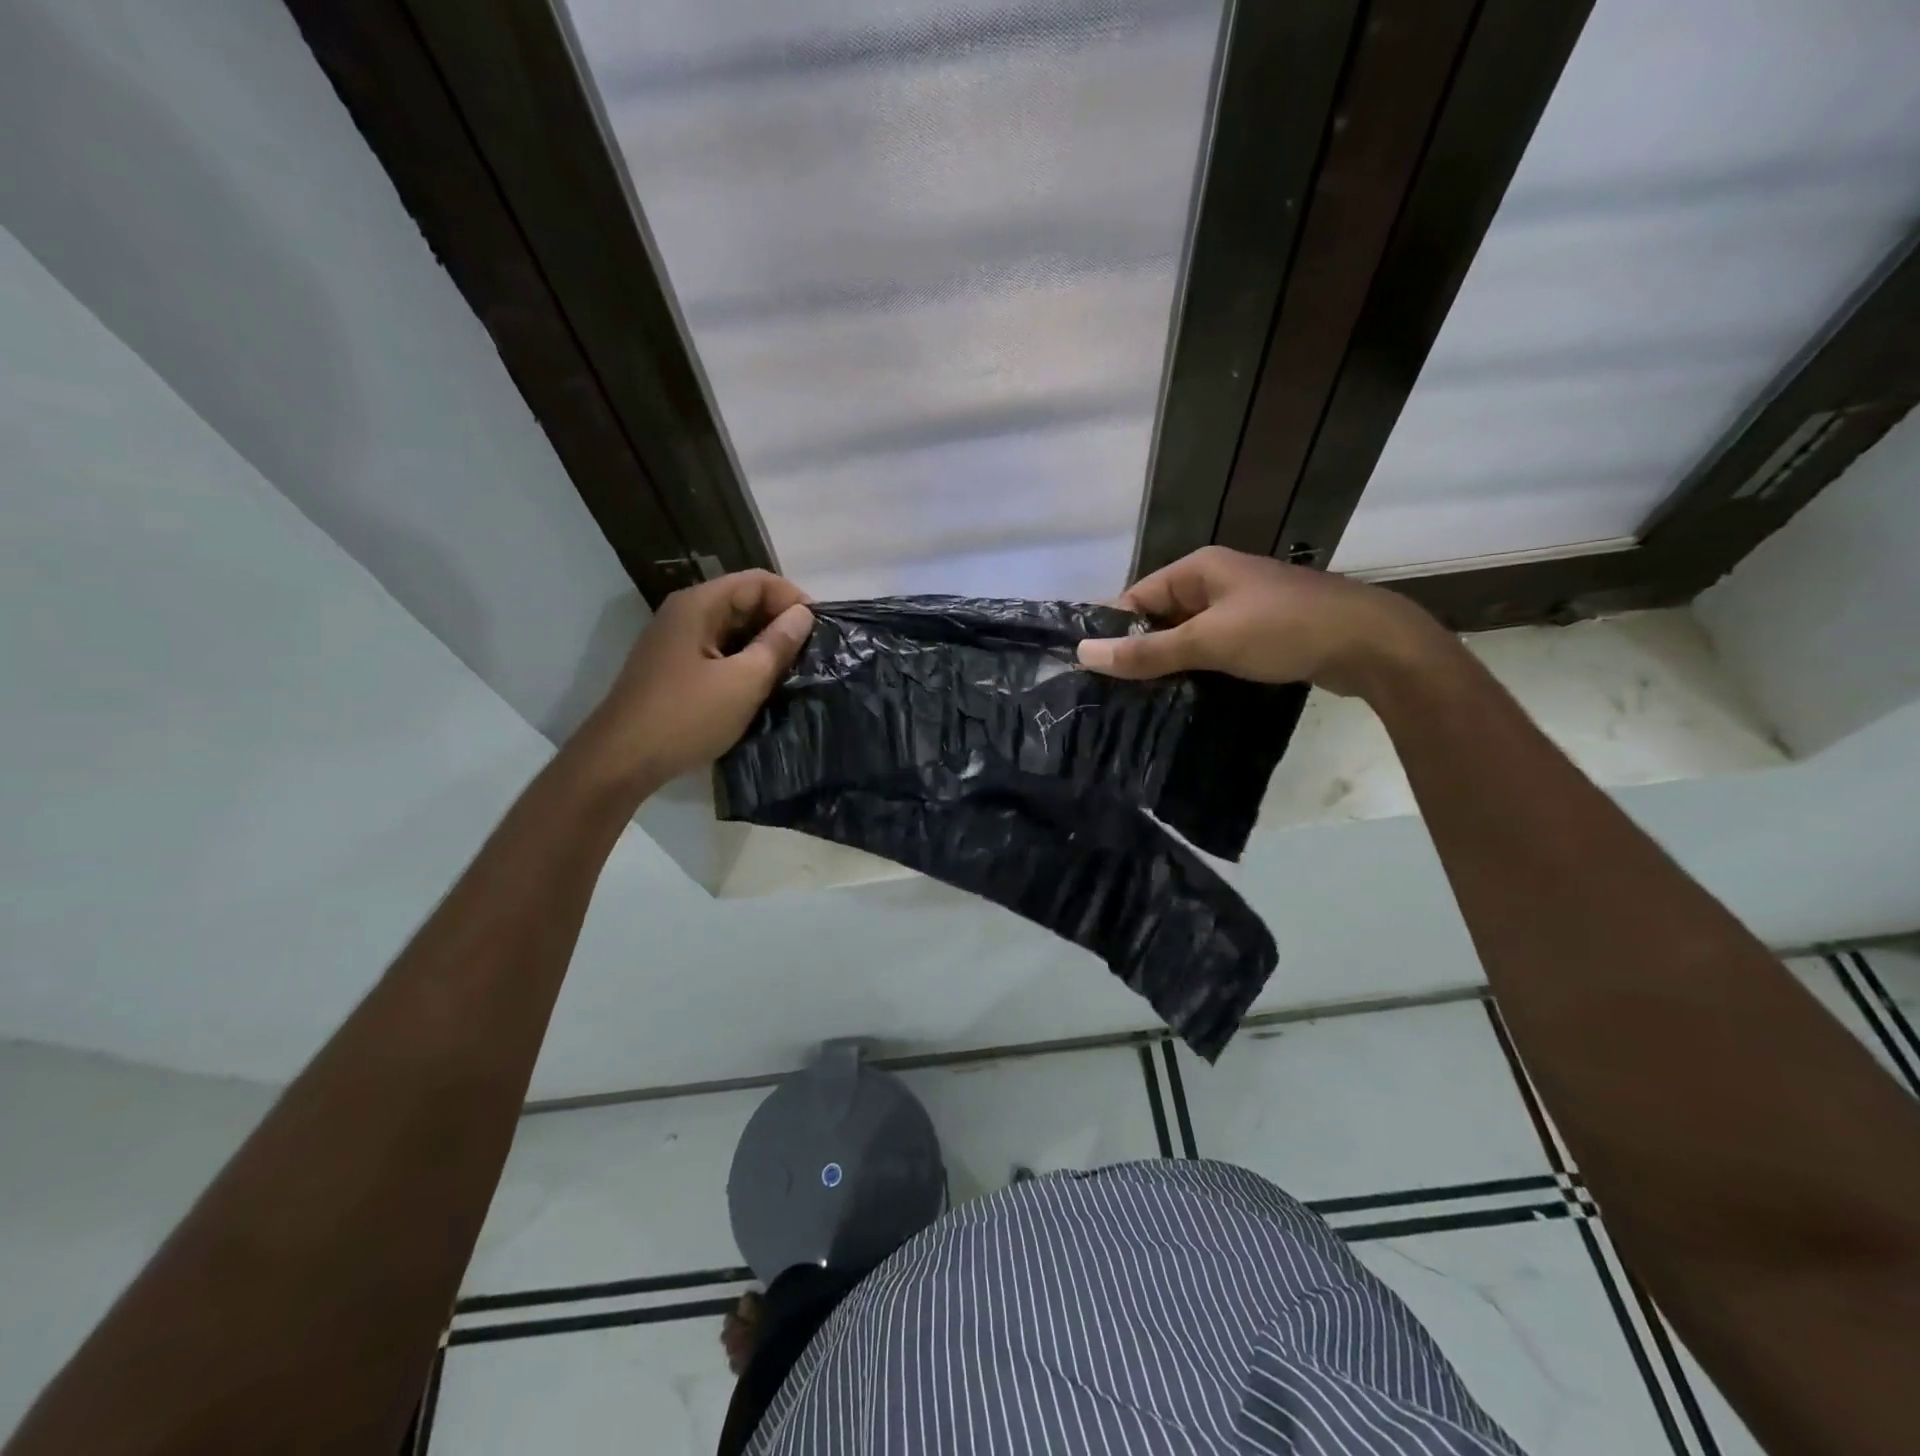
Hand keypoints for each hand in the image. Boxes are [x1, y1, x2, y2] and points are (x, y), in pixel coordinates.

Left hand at [583, 569, 813, 786]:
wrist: (622, 760)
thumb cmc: (686, 716)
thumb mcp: (743, 681)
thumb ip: (777, 644)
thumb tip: (804, 615)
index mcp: (699, 605)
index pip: (758, 581)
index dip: (793, 599)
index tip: (820, 631)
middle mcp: (686, 614)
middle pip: (744, 601)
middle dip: (781, 622)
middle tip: (812, 655)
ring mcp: (677, 642)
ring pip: (733, 629)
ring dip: (765, 645)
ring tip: (794, 671)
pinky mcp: (675, 668)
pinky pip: (720, 652)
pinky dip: (745, 662)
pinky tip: (763, 686)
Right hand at [1076, 546, 1447, 697]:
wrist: (1372, 644)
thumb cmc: (1283, 630)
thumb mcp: (1208, 641)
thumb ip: (1146, 650)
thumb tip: (1084, 653)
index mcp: (1199, 568)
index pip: (1137, 596)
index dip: (1114, 631)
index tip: (1094, 672)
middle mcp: (1217, 580)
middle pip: (1160, 616)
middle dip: (1139, 651)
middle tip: (1113, 694)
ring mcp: (1241, 607)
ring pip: (1187, 635)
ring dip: (1168, 663)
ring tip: (1140, 701)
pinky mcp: (1260, 633)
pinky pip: (1214, 648)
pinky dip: (1197, 668)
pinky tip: (1183, 697)